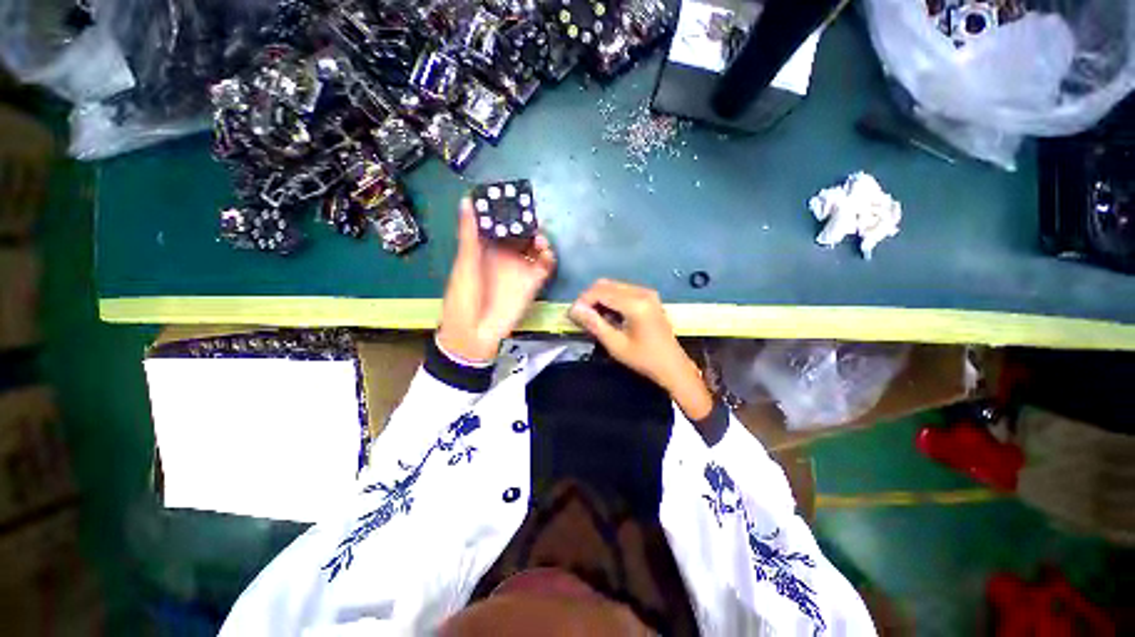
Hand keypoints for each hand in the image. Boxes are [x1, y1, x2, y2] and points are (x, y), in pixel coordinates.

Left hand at [437, 199, 556, 362]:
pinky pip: (544, 266)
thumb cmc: (464, 297)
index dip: (506, 212)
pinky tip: (545, 253)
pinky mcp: (532, 282)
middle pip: (520, 234)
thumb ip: (469, 235)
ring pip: (535, 248)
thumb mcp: (465, 264)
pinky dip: (548, 257)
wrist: (475, 332)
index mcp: (485, 249)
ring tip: (539, 237)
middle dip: (527, 223)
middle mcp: (505, 256)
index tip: (511, 197)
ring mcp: (519, 269)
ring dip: (540, 239)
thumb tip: (466, 200)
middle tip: (531, 215)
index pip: (499, 225)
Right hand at [569, 279, 713, 419]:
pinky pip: (622, 290)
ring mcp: (647, 293)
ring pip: (613, 286)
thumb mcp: (615, 345)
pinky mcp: (649, 297)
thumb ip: (594, 324)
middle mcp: (641, 292)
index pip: (600, 291)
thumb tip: (574, 309)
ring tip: (593, 317)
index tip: (572, 315)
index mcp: (635, 304)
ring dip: (599, 298)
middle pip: (605, 284)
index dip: (582, 301)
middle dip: (589, 297)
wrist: (673, 366)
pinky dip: (610, 299)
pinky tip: (608, 315)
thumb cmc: (644, 359)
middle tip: (581, 316)